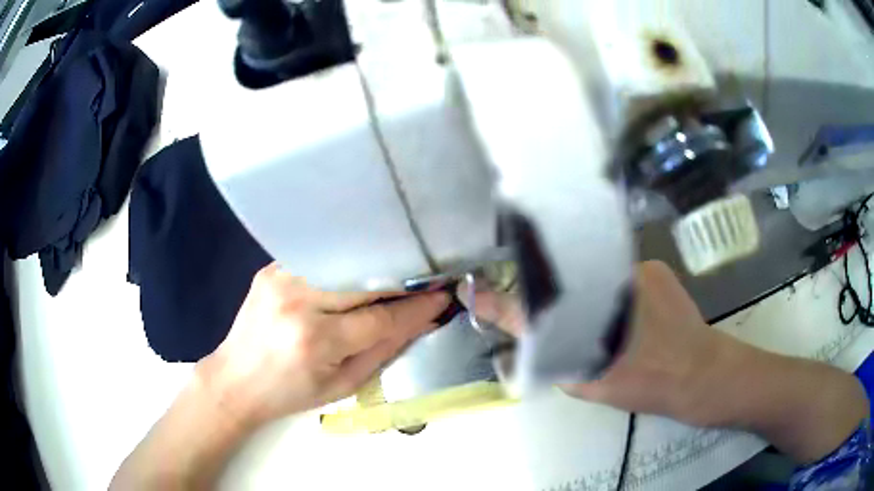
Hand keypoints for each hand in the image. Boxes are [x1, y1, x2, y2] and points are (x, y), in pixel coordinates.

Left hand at [200, 263, 449, 428]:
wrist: (235, 380)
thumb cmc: (290, 393)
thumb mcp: (343, 385)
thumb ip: (384, 350)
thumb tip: (422, 321)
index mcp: (316, 341)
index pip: (380, 317)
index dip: (417, 307)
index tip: (443, 296)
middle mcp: (298, 302)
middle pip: (364, 280)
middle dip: (401, 278)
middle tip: (427, 277)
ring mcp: (280, 279)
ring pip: (343, 262)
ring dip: (374, 266)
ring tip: (398, 271)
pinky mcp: (270, 269)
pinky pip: (318, 259)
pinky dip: (343, 263)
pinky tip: (358, 267)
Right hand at [465, 260, 868, 462]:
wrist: (705, 375)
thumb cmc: (651, 386)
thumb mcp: (595, 386)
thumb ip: (560, 362)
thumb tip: (538, 341)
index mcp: (593, 319)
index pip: (539, 306)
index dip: (503, 302)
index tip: (475, 292)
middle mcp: (611, 283)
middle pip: (565, 278)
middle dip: (549, 289)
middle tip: (548, 307)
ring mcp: (637, 270)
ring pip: (594, 274)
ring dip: (585, 289)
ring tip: (601, 317)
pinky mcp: (655, 268)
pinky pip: (618, 271)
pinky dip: (611, 285)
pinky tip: (628, 310)